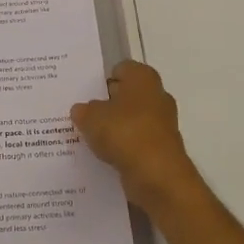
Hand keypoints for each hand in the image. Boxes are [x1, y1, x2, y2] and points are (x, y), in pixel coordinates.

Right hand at [71, 62, 203, 207]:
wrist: (157, 175)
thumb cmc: (125, 133)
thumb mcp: (91, 117)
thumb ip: (83, 110)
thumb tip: (81, 110)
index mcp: (143, 78)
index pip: (121, 69)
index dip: (102, 79)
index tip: (85, 93)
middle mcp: (157, 95)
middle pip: (126, 95)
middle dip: (107, 104)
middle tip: (82, 114)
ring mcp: (162, 123)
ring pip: (131, 120)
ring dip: (114, 127)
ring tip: (89, 137)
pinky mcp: (161, 147)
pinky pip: (136, 141)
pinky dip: (123, 147)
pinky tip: (104, 155)